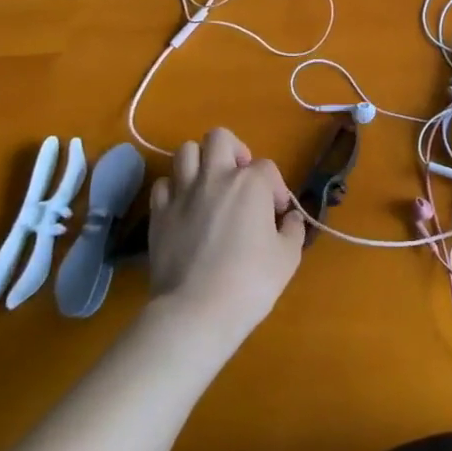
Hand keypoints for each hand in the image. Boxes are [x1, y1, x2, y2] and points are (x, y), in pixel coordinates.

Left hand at [144, 128, 303, 340]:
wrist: (196, 312)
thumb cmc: (250, 282)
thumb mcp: (288, 257)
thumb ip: (293, 230)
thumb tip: (290, 219)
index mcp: (250, 183)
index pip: (267, 167)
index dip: (276, 188)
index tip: (277, 215)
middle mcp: (214, 177)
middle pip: (219, 138)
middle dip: (233, 151)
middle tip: (240, 178)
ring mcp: (182, 193)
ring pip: (186, 151)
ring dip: (200, 162)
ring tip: (209, 186)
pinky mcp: (158, 213)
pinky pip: (163, 184)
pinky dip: (175, 189)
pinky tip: (184, 207)